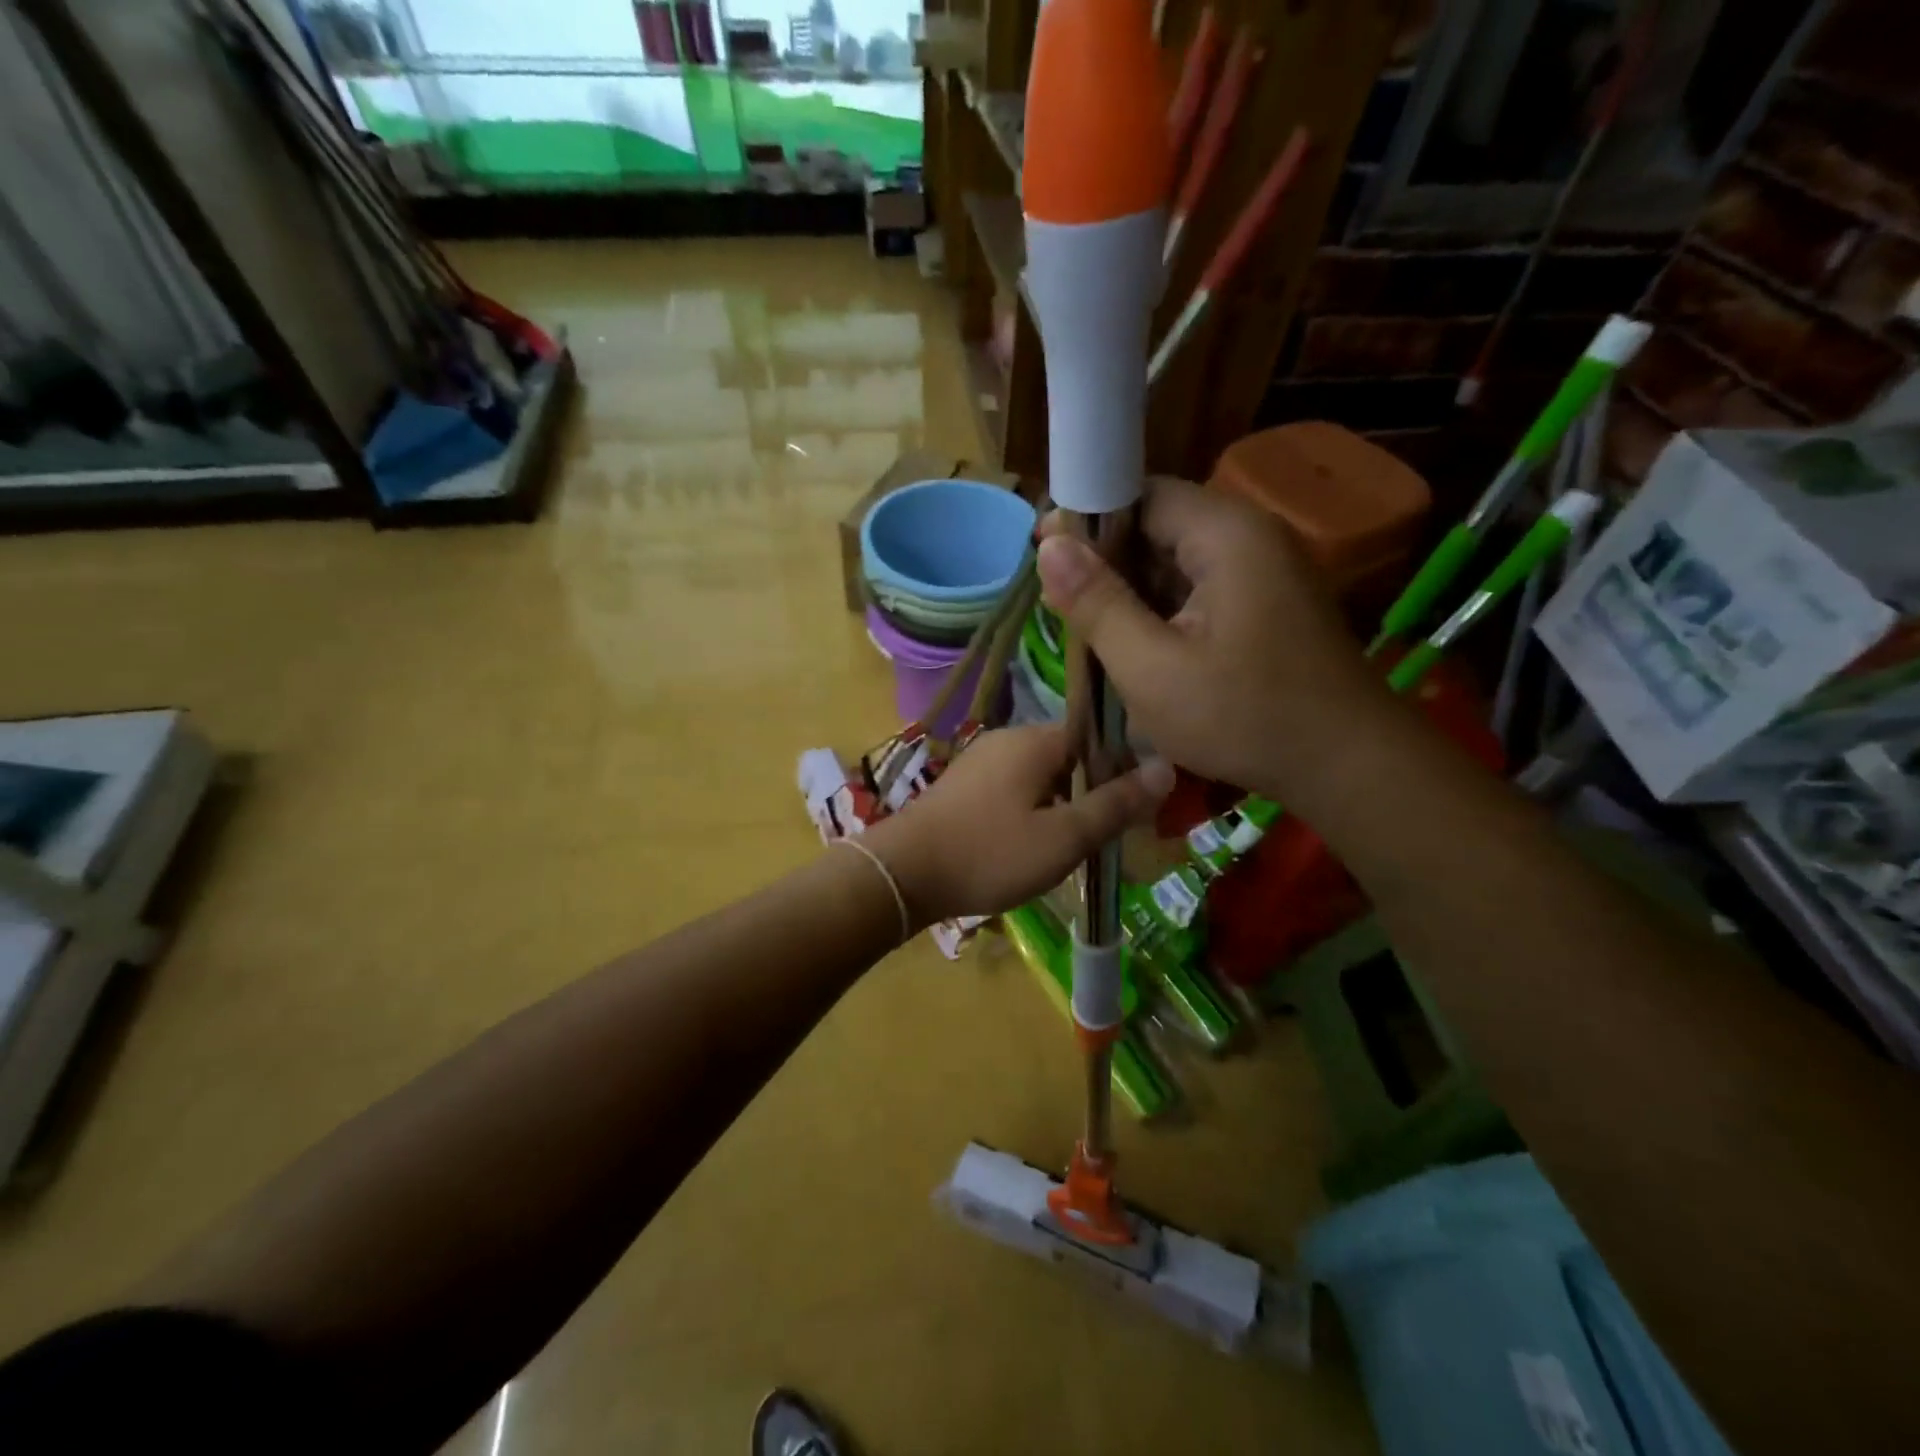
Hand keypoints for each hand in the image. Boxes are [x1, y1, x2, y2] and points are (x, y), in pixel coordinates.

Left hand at [864, 724, 1171, 925]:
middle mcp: (1007, 739)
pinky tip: (1030, 844)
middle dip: (1092, 790)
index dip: (1123, 768)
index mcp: (1036, 740)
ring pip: (1040, 774)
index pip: (1097, 736)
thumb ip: (1115, 803)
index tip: (1137, 807)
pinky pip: (1013, 788)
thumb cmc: (990, 853)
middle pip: (1069, 755)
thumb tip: (1167, 768)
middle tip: (1107, 835)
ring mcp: (980, 760)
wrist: (903, 873)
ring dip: (1062, 804)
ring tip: (1072, 846)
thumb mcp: (1064, 837)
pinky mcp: (963, 785)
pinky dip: (1031, 810)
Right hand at [1037, 478, 1394, 802]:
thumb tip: (1049, 544)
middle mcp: (1251, 536)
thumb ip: (1097, 603)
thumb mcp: (1151, 668)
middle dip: (1108, 563)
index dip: (1087, 520)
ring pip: (1178, 562)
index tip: (1044, 557)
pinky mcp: (1269, 603)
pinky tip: (1140, 648)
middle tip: (1064, 607)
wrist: (1347, 766)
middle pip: (1160, 525)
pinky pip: (1202, 590)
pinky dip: (1165, 612)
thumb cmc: (1243, 716)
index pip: (1141, 494)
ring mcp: (1265, 571)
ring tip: (1093, 633)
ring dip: (1134, 592)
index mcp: (1225, 534)